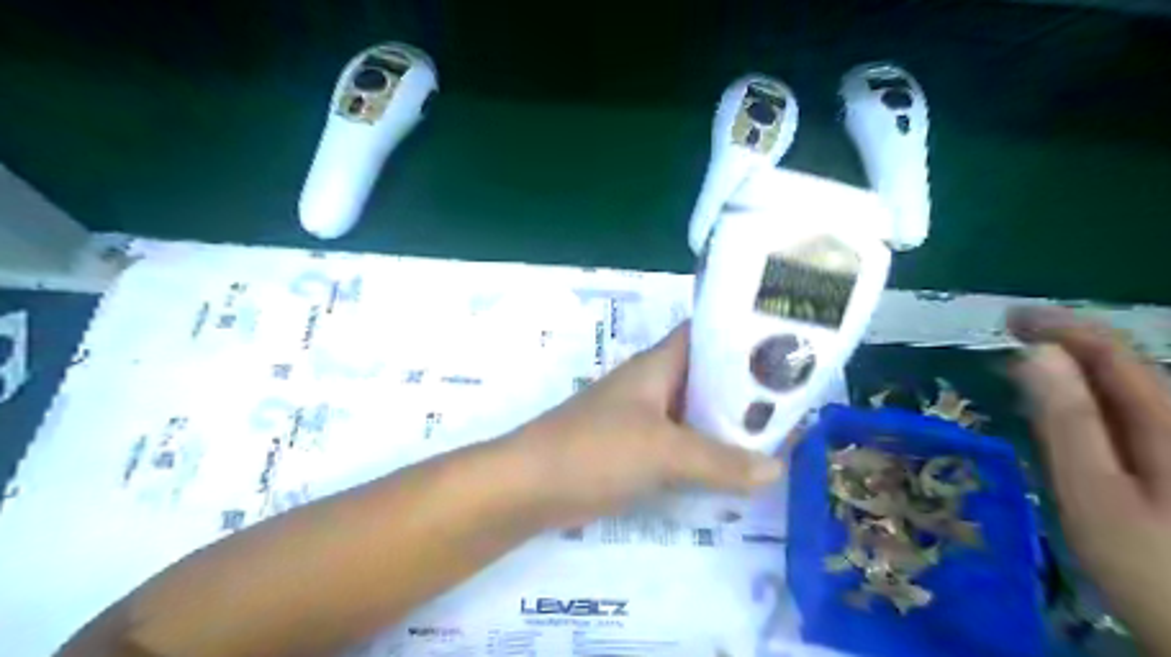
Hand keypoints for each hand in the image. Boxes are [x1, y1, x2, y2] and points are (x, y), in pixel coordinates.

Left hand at [509, 324, 781, 529]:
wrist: (530, 485)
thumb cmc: (594, 449)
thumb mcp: (663, 451)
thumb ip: (720, 460)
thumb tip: (776, 467)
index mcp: (658, 365)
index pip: (706, 334)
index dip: (744, 335)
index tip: (789, 346)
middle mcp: (654, 386)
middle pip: (708, 378)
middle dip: (748, 389)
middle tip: (797, 403)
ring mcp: (644, 419)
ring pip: (697, 414)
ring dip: (729, 426)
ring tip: (780, 438)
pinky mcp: (636, 451)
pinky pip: (682, 446)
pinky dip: (707, 454)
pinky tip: (737, 471)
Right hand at [1006, 306, 1169, 651]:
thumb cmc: (1152, 568)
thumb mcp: (1096, 494)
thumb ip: (1068, 422)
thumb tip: (1035, 355)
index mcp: (1168, 423)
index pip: (1112, 351)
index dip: (1059, 326)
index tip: (1006, 318)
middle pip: (1125, 365)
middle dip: (1066, 342)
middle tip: (1009, 337)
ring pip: (1131, 388)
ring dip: (1078, 367)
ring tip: (1027, 363)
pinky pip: (1134, 413)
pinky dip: (1094, 398)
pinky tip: (1068, 407)